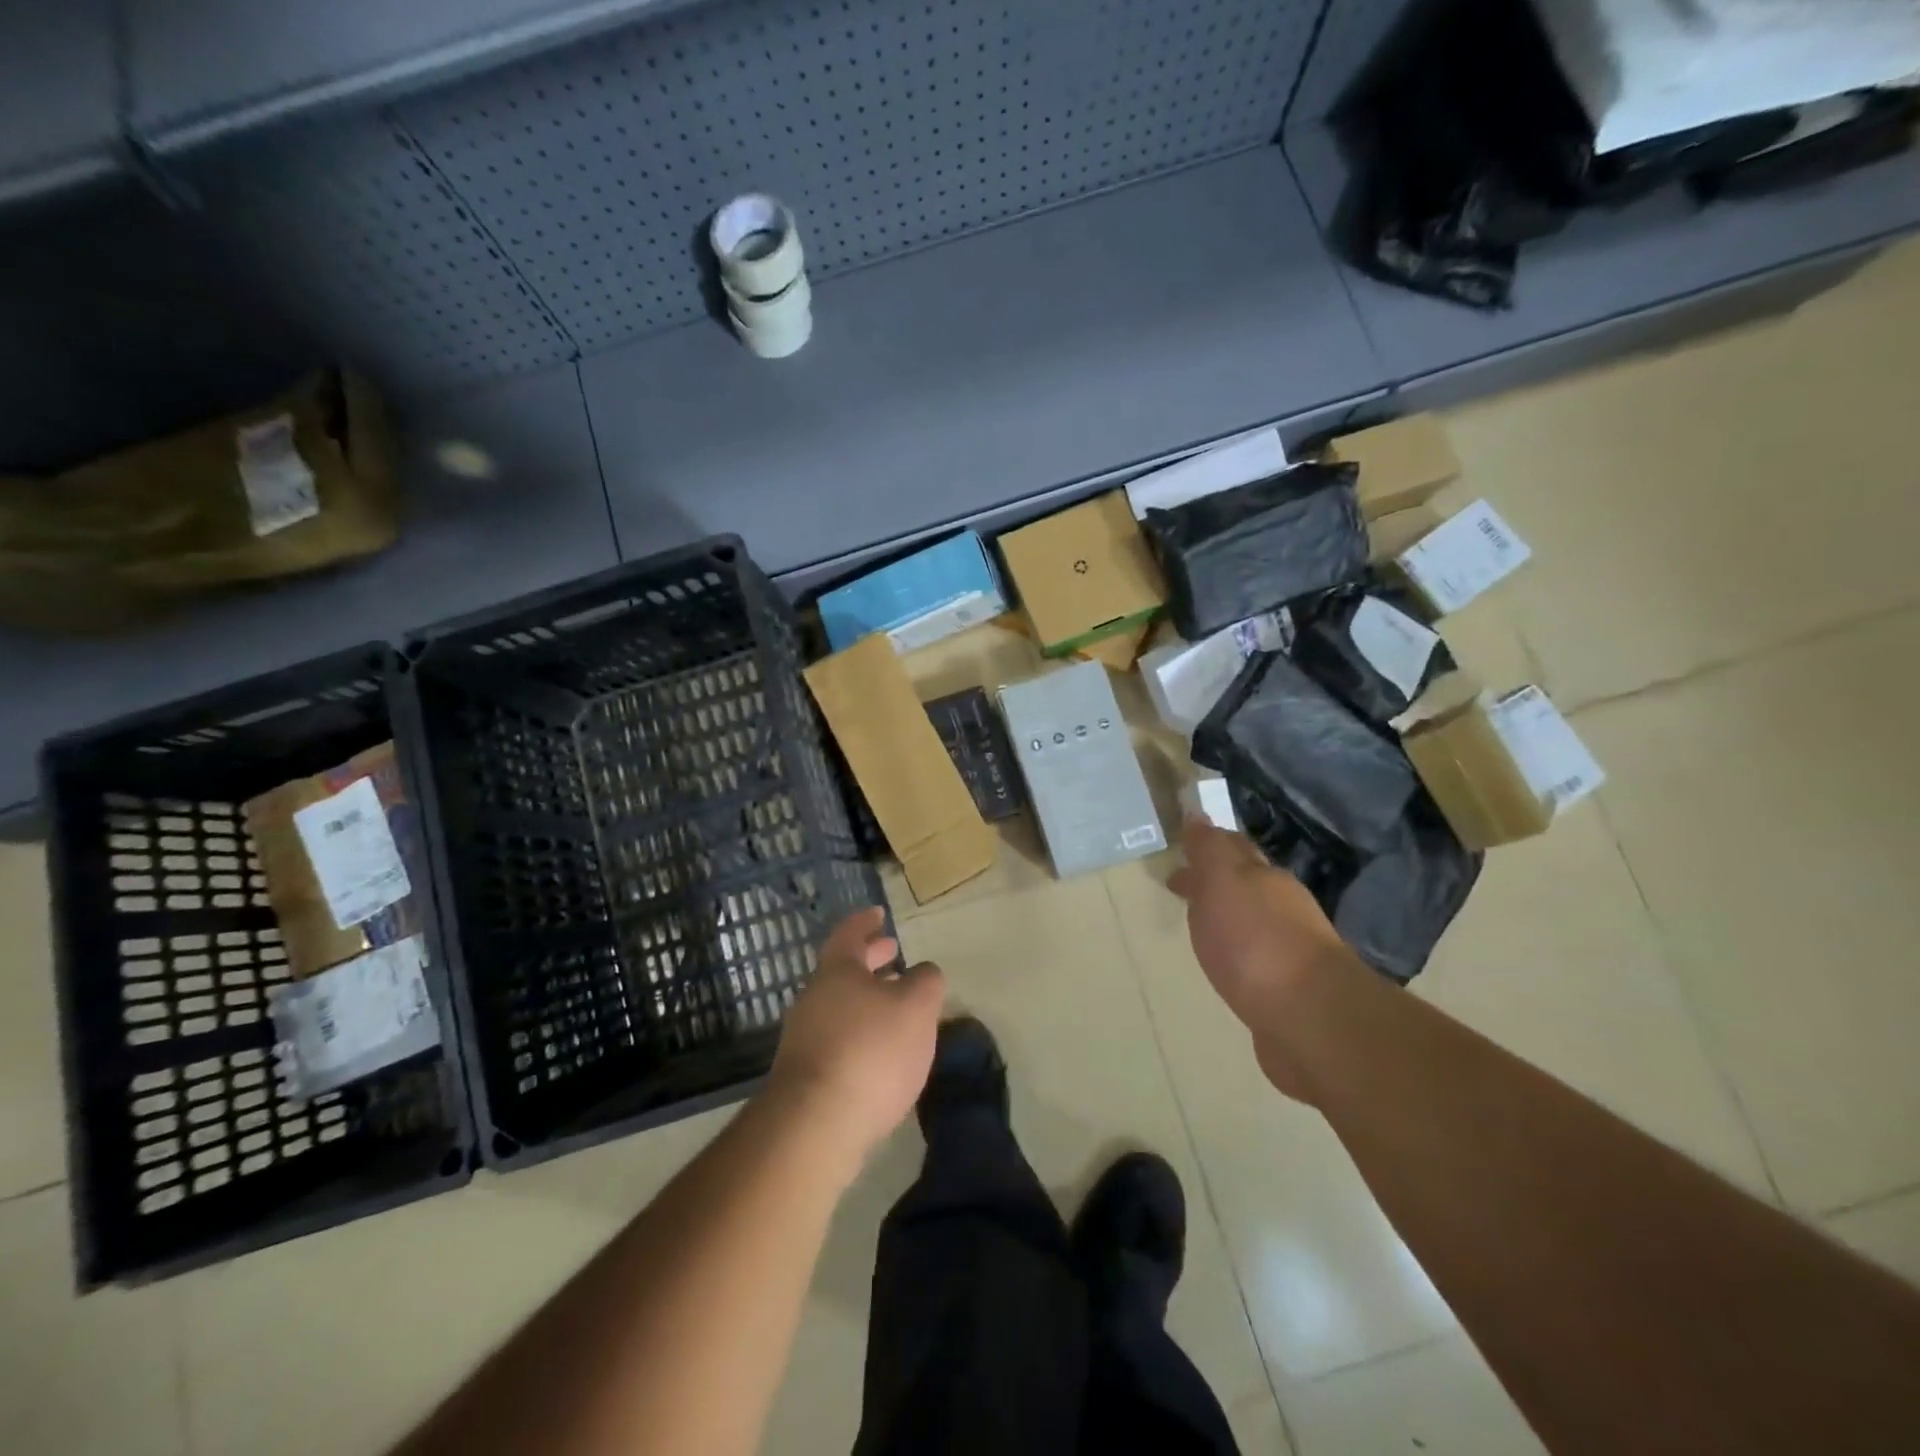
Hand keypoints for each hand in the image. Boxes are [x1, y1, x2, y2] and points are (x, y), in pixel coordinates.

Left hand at [768, 907, 945, 1164]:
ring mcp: (804, 1038)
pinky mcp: (805, 1077)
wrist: (816, 1125)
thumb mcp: (916, 1008)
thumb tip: (924, 973)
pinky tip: (880, 1053)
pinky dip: (860, 1033)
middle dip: (870, 960)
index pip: (850, 933)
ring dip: (866, 999)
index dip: (866, 921)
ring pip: (840, 1005)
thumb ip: (926, 983)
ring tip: (896, 1007)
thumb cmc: (870, 1051)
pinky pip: (837, 1039)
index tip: (878, 913)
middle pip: (843, 970)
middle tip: (892, 952)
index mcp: (838, 971)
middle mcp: (814, 998)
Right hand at [1168, 817, 1355, 1100]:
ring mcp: (1290, 950)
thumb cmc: (1256, 941)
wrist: (1310, 1018)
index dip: (1206, 845)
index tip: (1180, 847)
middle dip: (1214, 880)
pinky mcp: (1289, 990)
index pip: (1233, 849)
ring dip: (1226, 917)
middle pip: (1244, 884)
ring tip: (1199, 926)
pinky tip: (1228, 967)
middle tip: (1180, 886)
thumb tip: (1198, 816)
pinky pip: (1255, 960)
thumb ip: (1210, 850)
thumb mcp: (1223, 882)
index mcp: (1265, 878)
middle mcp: (1283, 908)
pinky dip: (1237, 954)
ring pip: (1251, 921)